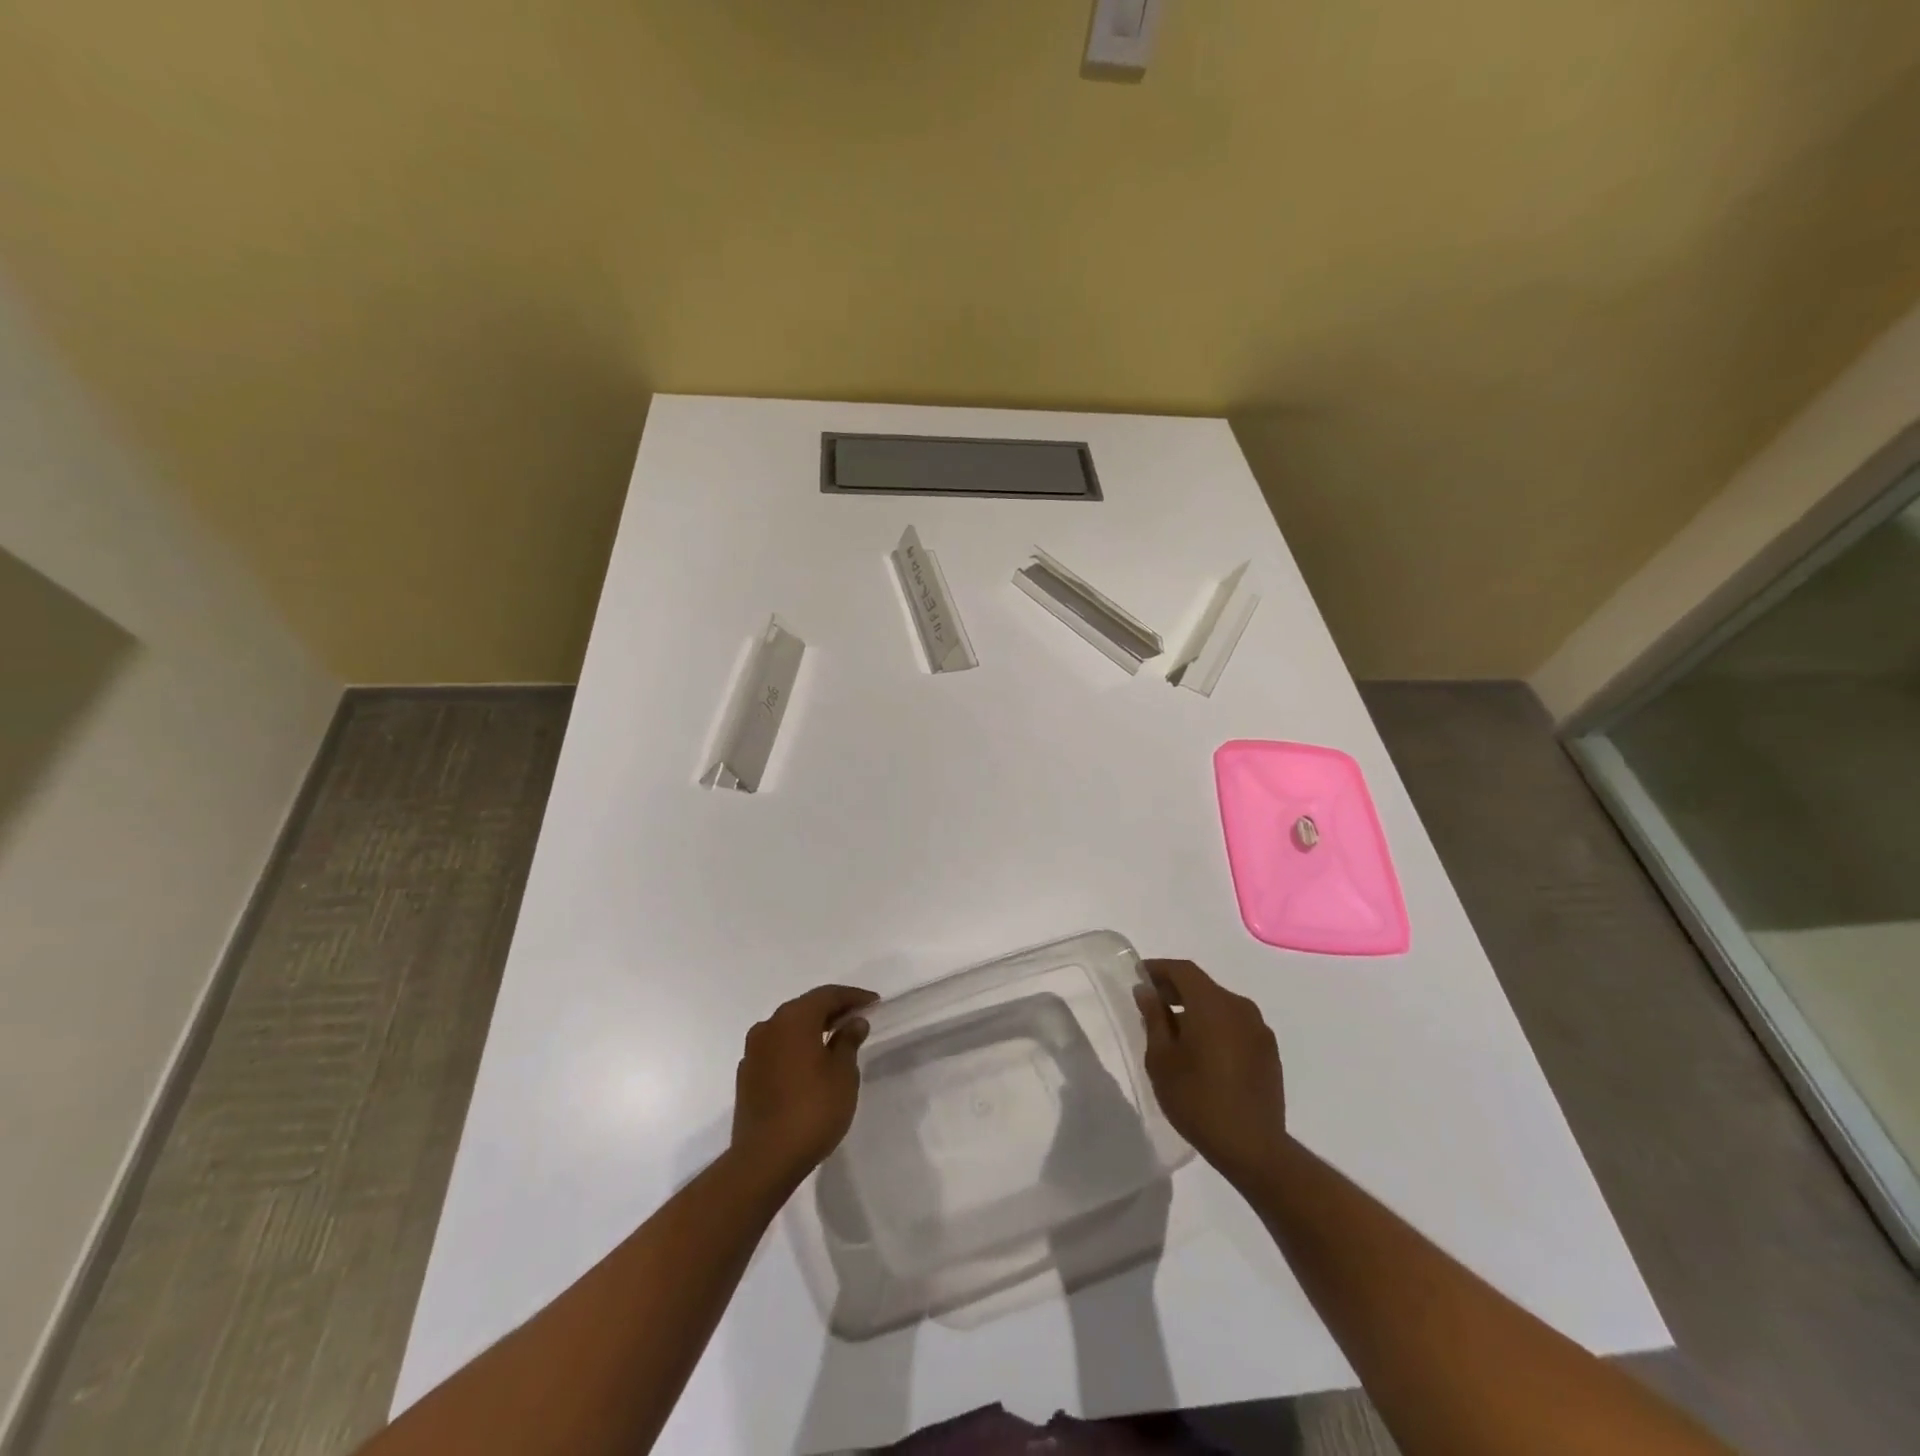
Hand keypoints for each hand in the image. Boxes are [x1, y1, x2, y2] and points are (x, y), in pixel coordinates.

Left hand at [730, 984, 876, 1190]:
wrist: (765, 1159)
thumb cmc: (812, 1109)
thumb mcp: (843, 1073)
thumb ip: (848, 1041)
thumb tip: (853, 1022)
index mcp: (793, 1019)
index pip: (827, 995)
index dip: (853, 996)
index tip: (873, 1002)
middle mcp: (769, 1027)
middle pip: (805, 1008)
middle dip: (832, 1010)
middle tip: (857, 1017)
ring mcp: (753, 1052)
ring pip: (788, 1028)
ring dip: (812, 1029)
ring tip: (836, 1039)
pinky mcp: (747, 1076)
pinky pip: (776, 1049)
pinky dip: (796, 1048)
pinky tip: (810, 1064)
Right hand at [1135, 959, 1287, 1188]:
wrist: (1253, 1147)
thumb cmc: (1197, 1100)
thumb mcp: (1162, 1059)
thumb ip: (1154, 1018)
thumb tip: (1147, 991)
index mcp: (1212, 1004)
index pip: (1183, 970)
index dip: (1158, 969)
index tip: (1139, 976)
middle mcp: (1239, 1007)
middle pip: (1203, 986)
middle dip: (1175, 989)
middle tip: (1152, 1003)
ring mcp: (1258, 1029)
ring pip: (1220, 1005)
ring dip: (1196, 1009)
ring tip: (1174, 1031)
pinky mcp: (1268, 1051)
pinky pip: (1235, 1025)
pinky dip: (1215, 1026)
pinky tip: (1202, 1051)